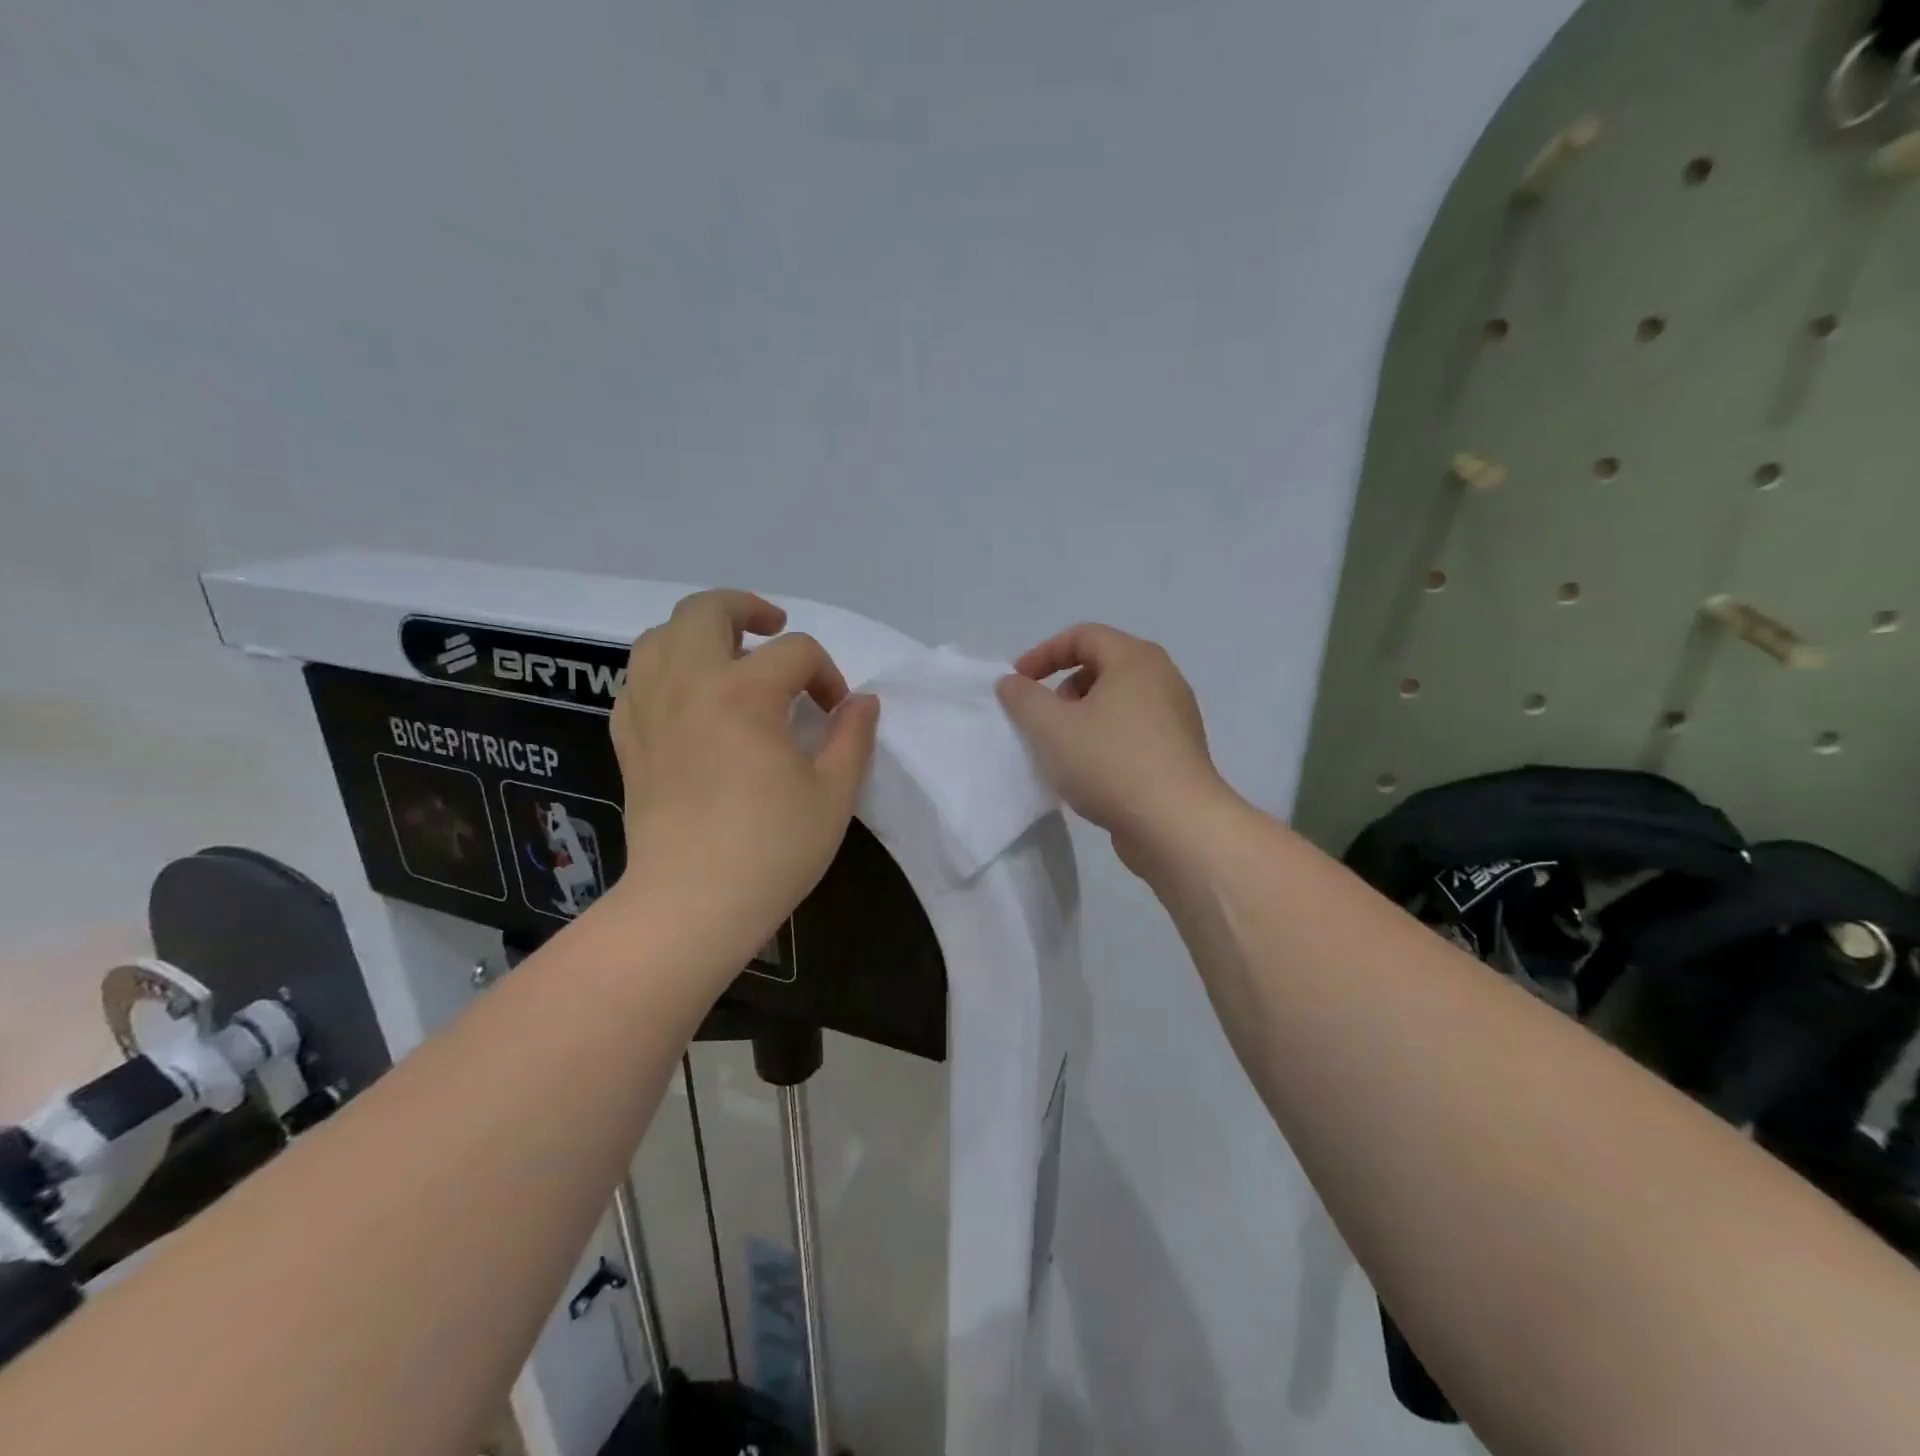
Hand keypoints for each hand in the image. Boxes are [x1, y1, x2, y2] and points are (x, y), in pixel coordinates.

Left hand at [606, 590, 878, 967]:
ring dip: (697, 633)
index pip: (796, 652)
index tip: (837, 715)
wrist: (691, 905)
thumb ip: (853, 736)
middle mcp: (689, 684)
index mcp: (744, 692)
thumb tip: (862, 702)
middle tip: (773, 628)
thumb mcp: (834, 793)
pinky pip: (637, 680)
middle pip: (707, 610)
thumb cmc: (771, 850)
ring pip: (659, 636)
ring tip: (727, 657)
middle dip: (747, 608)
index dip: (827, 675)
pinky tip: (688, 700)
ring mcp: (649, 710)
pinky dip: (665, 672)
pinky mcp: (627, 740)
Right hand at [997, 624, 1232, 874]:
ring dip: (1083, 718)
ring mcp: (1176, 716)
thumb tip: (1012, 682)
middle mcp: (1162, 678)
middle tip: (1042, 720)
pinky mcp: (1179, 751)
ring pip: (1118, 702)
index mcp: (1135, 659)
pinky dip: (1105, 740)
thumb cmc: (1110, 763)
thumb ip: (1023, 698)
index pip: (1083, 636)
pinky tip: (1090, 774)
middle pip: (1102, 667)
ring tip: (1063, 751)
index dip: (1043, 654)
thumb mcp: (1051, 728)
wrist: (1176, 825)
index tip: (1017, 683)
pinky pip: (1133, 731)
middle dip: (1063, 688)